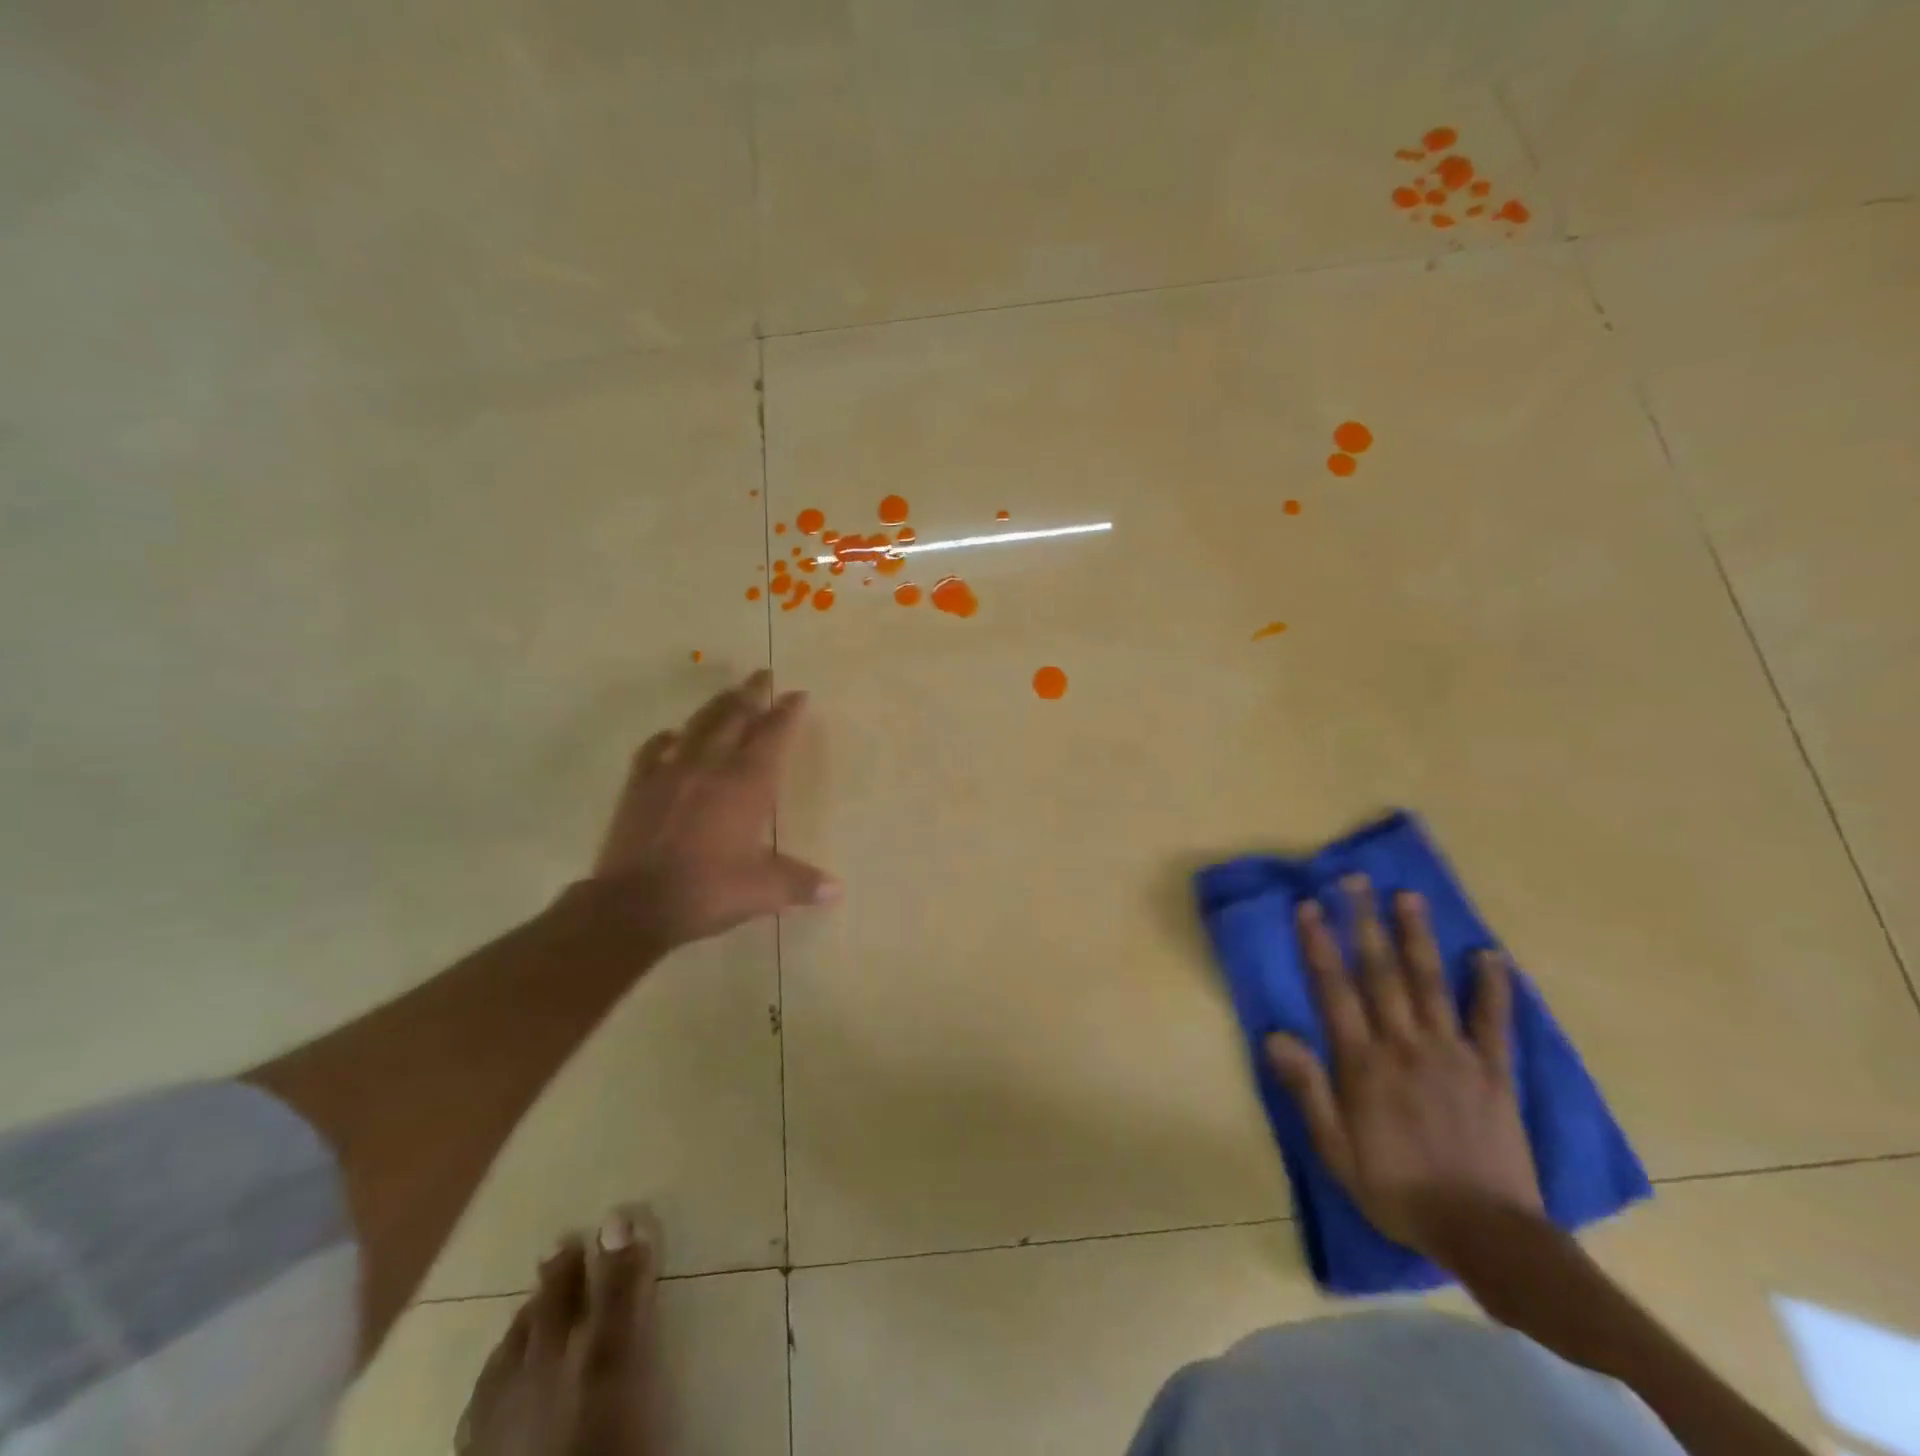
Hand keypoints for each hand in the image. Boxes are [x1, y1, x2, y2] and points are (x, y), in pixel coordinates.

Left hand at [580, 670, 838, 951]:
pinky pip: (655, 750)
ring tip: (730, 693)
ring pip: (699, 725)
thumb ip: (801, 884)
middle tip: (763, 674)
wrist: (634, 904)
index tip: (798, 694)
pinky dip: (669, 737)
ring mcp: (671, 772)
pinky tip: (673, 734)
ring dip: (717, 705)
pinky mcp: (640, 786)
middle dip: (753, 693)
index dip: (787, 713)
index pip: (772, 736)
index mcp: (746, 784)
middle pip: (735, 717)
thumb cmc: (707, 890)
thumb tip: (837, 890)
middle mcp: (711, 766)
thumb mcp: (763, 890)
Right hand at [1264, 877, 1542, 1262]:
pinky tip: (1489, 955)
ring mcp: (1454, 1054)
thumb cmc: (1397, 1189)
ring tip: (1409, 897)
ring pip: (1430, 983)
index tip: (1309, 905)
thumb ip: (1307, 1089)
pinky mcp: (1494, 1071)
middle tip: (1356, 880)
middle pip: (1381, 973)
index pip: (1334, 989)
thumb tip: (1274, 1034)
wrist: (1486, 1234)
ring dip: (1417, 937)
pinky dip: (1492, 987)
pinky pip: (1493, 1022)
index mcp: (1363, 1063)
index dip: (1319, 944)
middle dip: (1364, 922)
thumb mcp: (1335, 1150)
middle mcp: (1405, 1045)